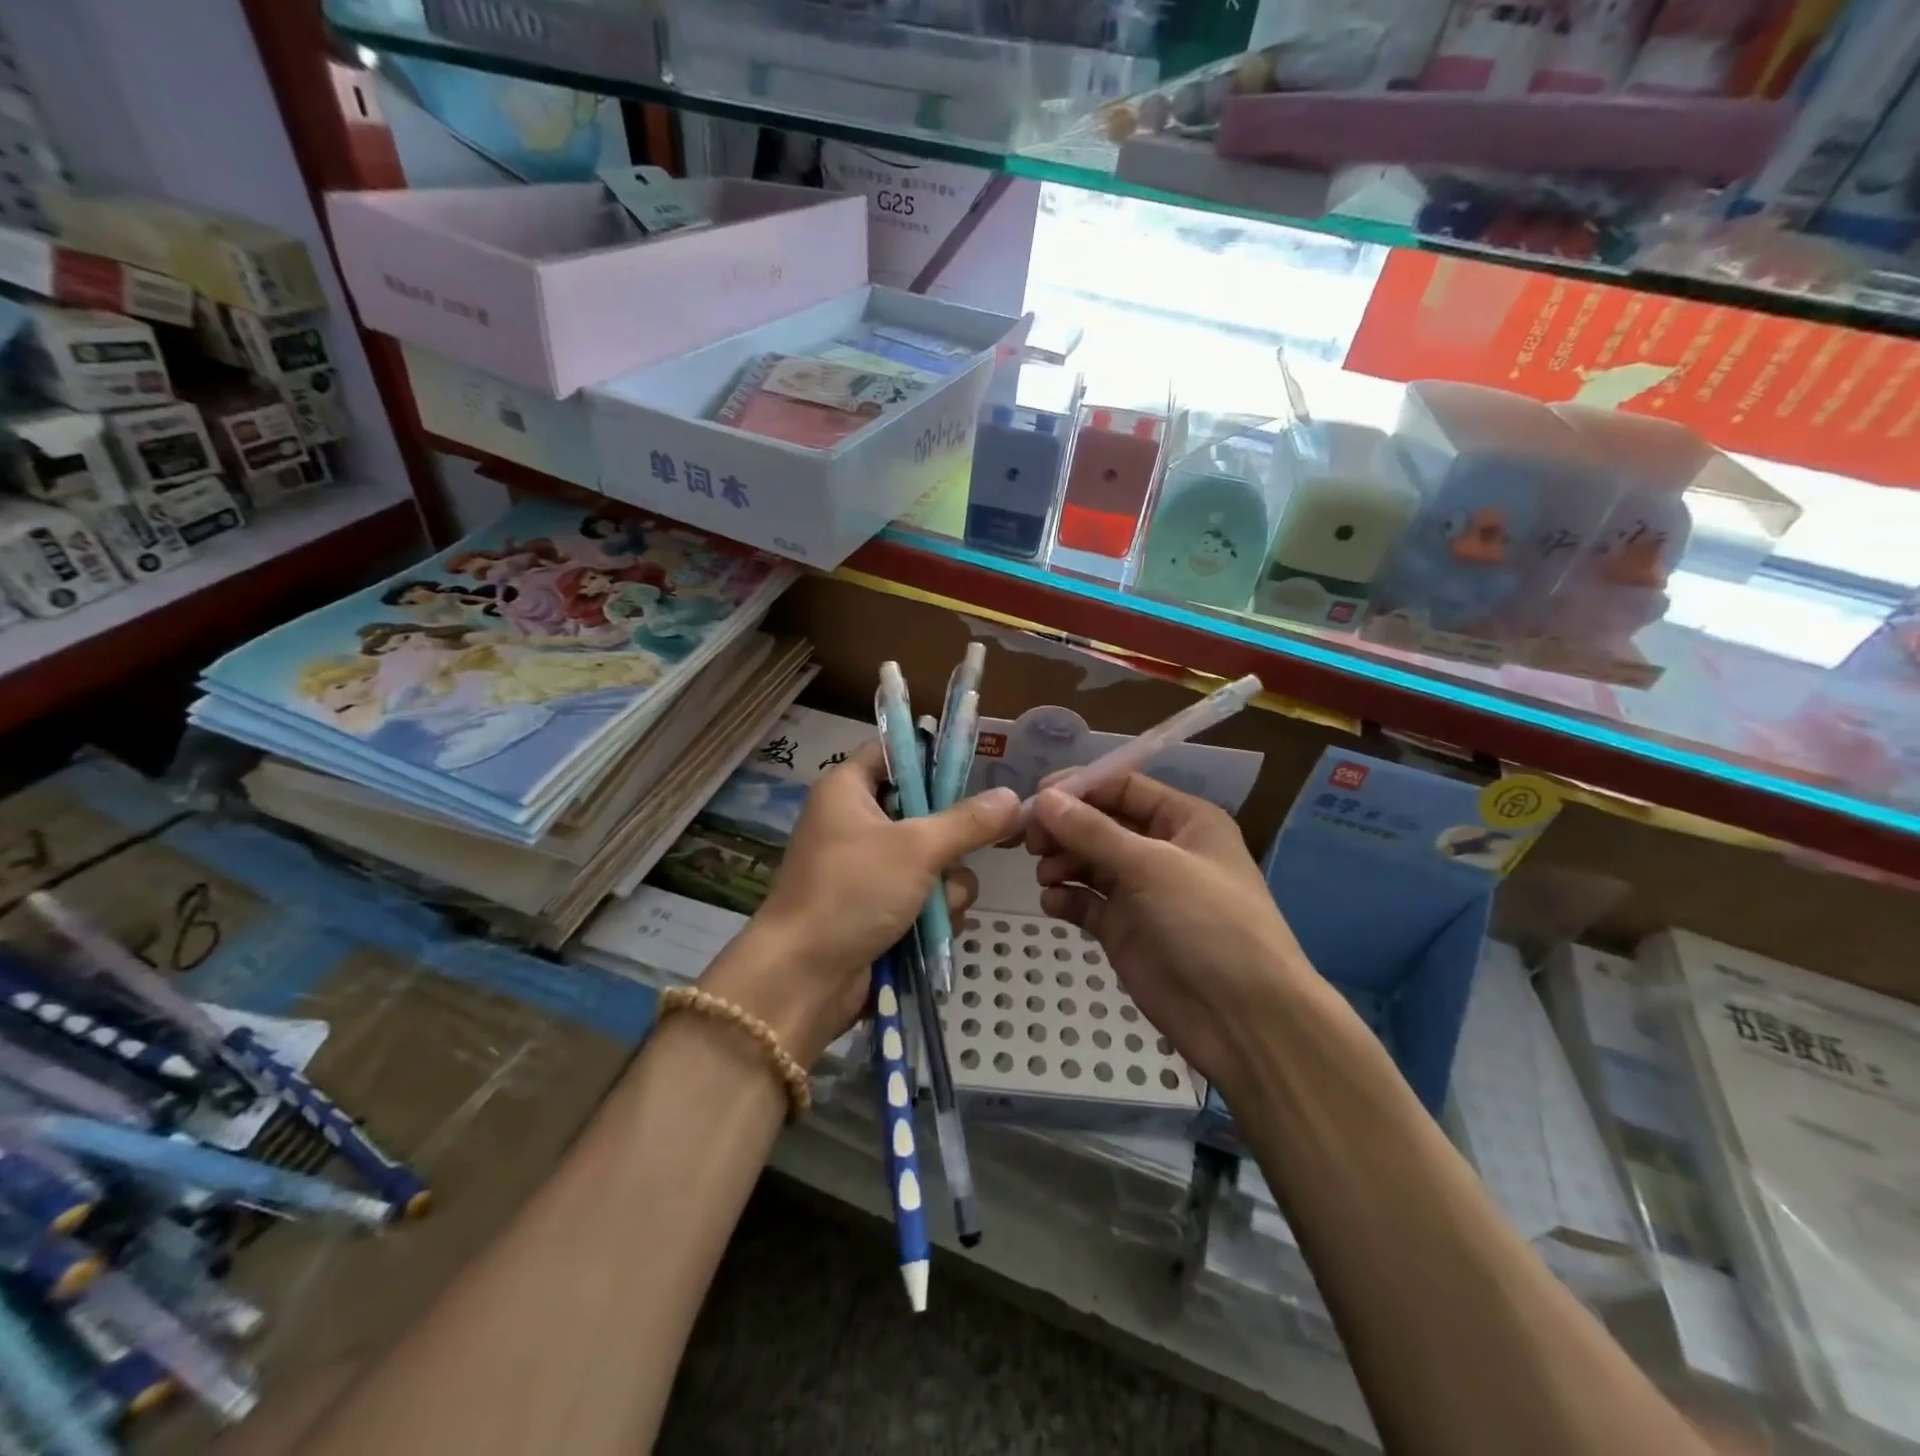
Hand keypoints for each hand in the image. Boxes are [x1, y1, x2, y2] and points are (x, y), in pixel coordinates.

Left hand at [703, 740, 1020, 1065]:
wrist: (803, 979)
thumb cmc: (852, 892)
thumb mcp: (917, 848)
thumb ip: (968, 822)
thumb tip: (1014, 798)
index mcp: (848, 789)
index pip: (894, 751)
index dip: (931, 757)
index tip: (974, 771)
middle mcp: (856, 822)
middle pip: (923, 810)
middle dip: (950, 838)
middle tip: (970, 846)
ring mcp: (868, 869)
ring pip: (932, 859)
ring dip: (946, 884)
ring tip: (936, 906)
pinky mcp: (878, 908)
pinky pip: (924, 896)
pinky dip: (933, 912)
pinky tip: (932, 931)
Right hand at [1026, 775, 1317, 1094]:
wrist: (1243, 1020)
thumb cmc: (1209, 924)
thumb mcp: (1153, 867)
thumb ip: (1093, 831)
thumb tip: (1042, 798)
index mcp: (1183, 820)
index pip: (1122, 787)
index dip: (1079, 787)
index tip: (1036, 797)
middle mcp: (1161, 849)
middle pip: (1099, 823)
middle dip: (1064, 828)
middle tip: (1030, 841)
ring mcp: (1141, 891)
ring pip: (1087, 861)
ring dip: (1062, 862)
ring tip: (1046, 876)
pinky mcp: (1123, 929)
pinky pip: (1085, 901)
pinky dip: (1066, 897)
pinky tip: (1053, 903)